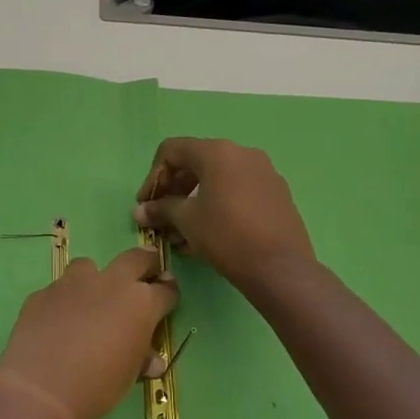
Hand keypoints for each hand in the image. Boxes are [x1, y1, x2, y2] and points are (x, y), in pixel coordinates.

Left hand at [0, 249, 178, 418]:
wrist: (42, 389)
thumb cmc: (98, 386)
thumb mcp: (129, 376)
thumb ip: (141, 359)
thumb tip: (151, 360)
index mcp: (140, 304)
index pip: (164, 290)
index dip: (169, 292)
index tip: (167, 294)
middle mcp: (109, 284)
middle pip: (134, 259)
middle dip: (145, 262)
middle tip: (146, 270)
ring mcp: (72, 284)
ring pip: (88, 267)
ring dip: (95, 278)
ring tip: (91, 299)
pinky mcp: (42, 294)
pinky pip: (58, 291)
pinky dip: (63, 302)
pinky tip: (57, 323)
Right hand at [135, 138, 314, 289]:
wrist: (280, 268)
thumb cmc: (226, 236)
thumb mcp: (186, 221)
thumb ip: (160, 209)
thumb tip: (139, 211)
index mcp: (218, 152)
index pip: (172, 151)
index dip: (153, 177)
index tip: (146, 204)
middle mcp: (243, 154)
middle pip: (195, 162)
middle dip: (173, 189)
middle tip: (161, 217)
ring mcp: (264, 172)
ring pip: (217, 179)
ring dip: (193, 200)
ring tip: (181, 231)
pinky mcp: (276, 193)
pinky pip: (237, 190)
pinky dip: (217, 204)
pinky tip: (208, 233)